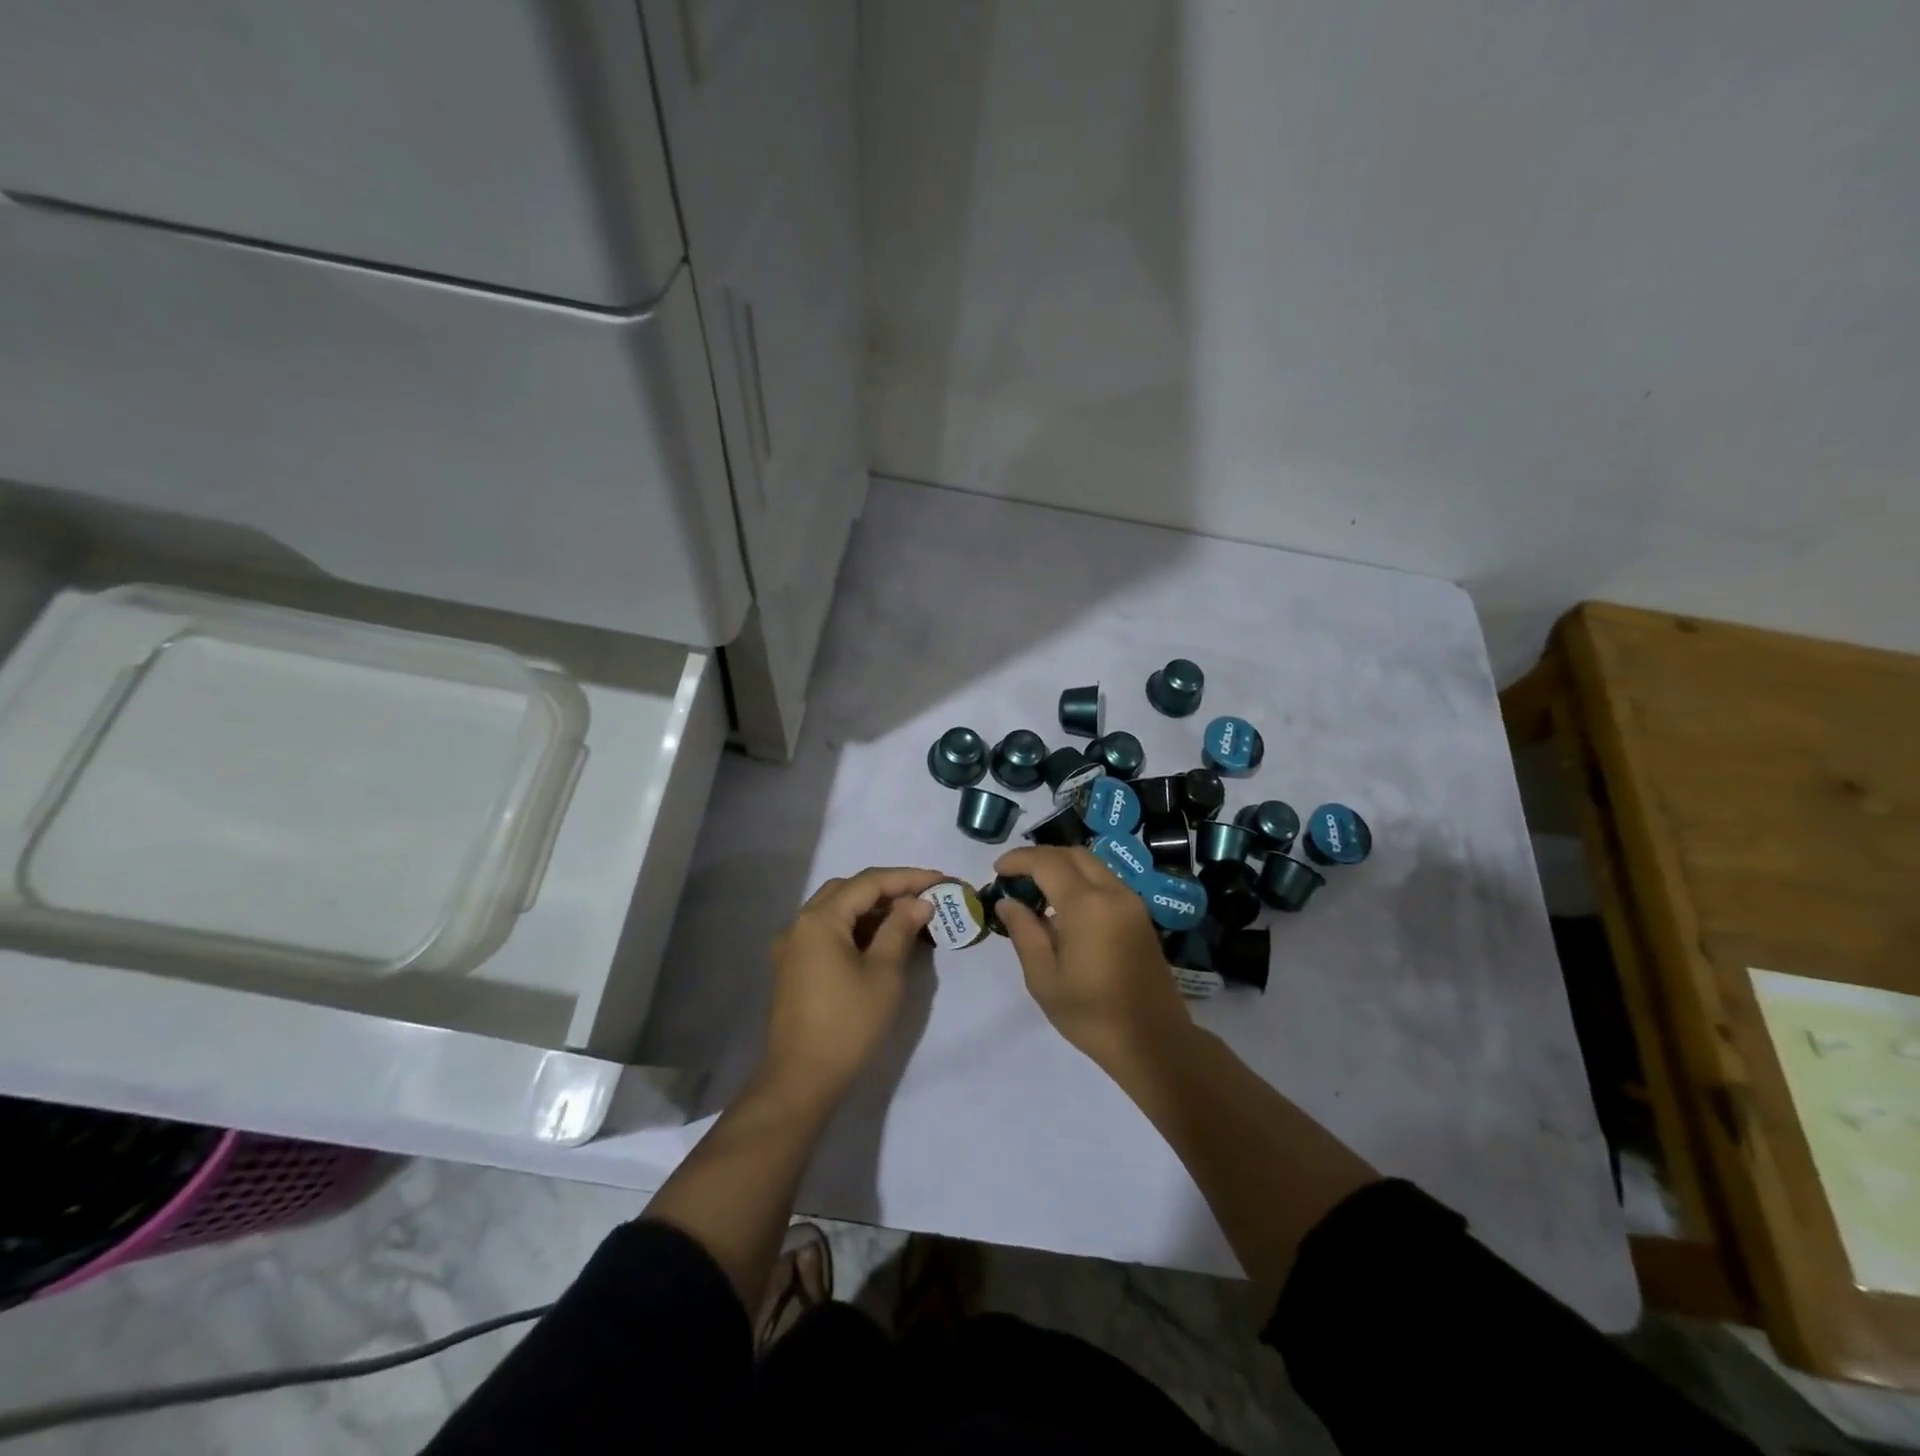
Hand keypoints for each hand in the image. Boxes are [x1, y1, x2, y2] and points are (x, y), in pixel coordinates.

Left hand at [763, 866, 944, 1100]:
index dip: (907, 878)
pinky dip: (854, 926)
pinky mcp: (792, 967)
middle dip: (887, 888)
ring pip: (835, 910)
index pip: (869, 883)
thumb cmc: (847, 1025)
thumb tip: (918, 902)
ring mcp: (791, 946)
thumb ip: (900, 929)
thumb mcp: (883, 974)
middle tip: (923, 896)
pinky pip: (826, 931)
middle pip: (847, 890)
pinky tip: (878, 939)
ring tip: (907, 915)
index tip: (940, 879)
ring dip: (870, 907)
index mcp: (819, 920)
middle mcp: (799, 924)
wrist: (800, 1080)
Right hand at [991, 847, 1193, 1072]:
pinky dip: (1081, 881)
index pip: (1047, 862)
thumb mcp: (1044, 979)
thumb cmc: (1092, 1015)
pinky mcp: (1140, 916)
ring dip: (1062, 867)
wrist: (1154, 1042)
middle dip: (1041, 858)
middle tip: (1015, 877)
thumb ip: (1024, 933)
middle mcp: (1113, 893)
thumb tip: (1007, 902)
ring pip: (1093, 865)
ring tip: (1036, 891)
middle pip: (1073, 854)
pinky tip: (1064, 909)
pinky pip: (1106, 882)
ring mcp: (1132, 902)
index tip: (997, 870)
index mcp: (1087, 905)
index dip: (1019, 859)